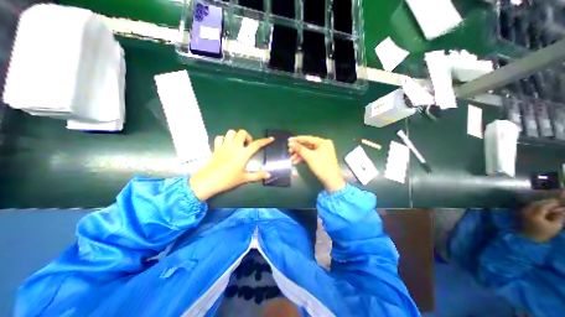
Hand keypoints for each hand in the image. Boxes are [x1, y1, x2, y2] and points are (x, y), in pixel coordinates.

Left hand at [190, 130, 273, 199]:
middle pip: (243, 133)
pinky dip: (224, 139)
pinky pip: (220, 137)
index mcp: (243, 154)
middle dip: (247, 137)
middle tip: (247, 146)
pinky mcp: (216, 147)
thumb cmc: (228, 179)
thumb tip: (269, 175)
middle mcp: (234, 146)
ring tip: (238, 144)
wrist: (208, 180)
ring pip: (231, 132)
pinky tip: (226, 145)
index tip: (271, 139)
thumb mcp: (244, 178)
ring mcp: (224, 145)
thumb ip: (257, 175)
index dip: (265, 141)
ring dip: (236, 136)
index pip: (256, 144)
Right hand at [289, 134, 346, 191]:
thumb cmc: (321, 166)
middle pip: (307, 145)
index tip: (288, 140)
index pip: (308, 139)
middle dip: (298, 149)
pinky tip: (297, 161)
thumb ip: (300, 149)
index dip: (297, 140)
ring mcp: (322, 152)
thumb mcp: (309, 156)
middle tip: (289, 151)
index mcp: (323, 142)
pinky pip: (310, 155)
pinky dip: (304, 158)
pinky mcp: (321, 158)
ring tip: (292, 159)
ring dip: (299, 155)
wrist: (331, 180)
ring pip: (308, 151)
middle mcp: (323, 145)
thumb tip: (291, 143)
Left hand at [520, 191, 564, 241]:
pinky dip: (534, 206)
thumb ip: (559, 217)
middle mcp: (525, 211)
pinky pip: (527, 207)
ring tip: (549, 204)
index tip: (558, 201)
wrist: (527, 236)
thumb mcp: (555, 226)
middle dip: (545, 202)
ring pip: (530, 205)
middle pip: (535, 204)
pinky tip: (540, 207)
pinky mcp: (518, 213)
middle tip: (554, 201)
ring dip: (539, 203)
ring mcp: (520, 211)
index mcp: (534, 215)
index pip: (542, 206)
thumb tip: (562, 210)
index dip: (550, 202)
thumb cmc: (543, 233)